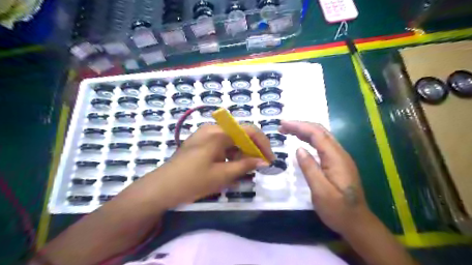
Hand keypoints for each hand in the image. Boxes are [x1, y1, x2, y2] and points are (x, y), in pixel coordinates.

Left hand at [146, 124, 274, 208]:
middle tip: (257, 167)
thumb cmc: (192, 181)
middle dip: (252, 150)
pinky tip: (230, 169)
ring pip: (231, 140)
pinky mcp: (200, 142)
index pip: (249, 131)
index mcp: (218, 133)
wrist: (161, 188)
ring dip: (240, 154)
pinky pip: (221, 144)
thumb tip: (264, 162)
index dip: (263, 144)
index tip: (269, 159)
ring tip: (243, 172)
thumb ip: (245, 165)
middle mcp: (212, 128)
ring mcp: (205, 134)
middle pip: (240, 134)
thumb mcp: (222, 175)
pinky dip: (229, 155)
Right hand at [279, 121, 371, 234]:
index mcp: (336, 158)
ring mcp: (340, 158)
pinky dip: (310, 139)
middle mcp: (340, 154)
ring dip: (305, 131)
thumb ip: (310, 168)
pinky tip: (302, 142)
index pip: (317, 134)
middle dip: (301, 126)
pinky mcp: (338, 163)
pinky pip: (323, 145)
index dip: (299, 126)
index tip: (283, 124)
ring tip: (288, 131)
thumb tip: (299, 149)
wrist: (357, 223)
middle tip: (282, 127)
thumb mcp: (320, 191)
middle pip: (320, 132)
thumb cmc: (338, 210)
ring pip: (322, 137)